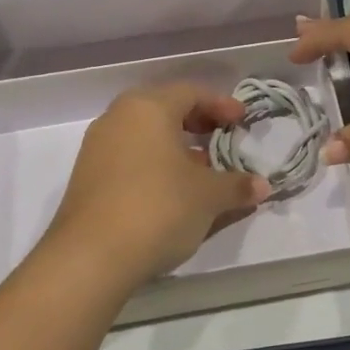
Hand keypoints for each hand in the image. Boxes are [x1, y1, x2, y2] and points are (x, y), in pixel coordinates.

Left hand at [46, 84, 269, 288]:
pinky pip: (130, 158)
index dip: (221, 104)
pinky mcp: (88, 178)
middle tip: (222, 139)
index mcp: (148, 108)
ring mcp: (97, 148)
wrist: (91, 257)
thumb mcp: (209, 196)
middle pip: (164, 109)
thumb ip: (237, 185)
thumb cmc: (158, 208)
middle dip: (197, 123)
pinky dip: (155, 165)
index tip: (242, 121)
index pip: (191, 92)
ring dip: (176, 147)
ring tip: (203, 171)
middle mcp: (118, 119)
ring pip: (145, 135)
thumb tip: (262, 186)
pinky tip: (173, 191)